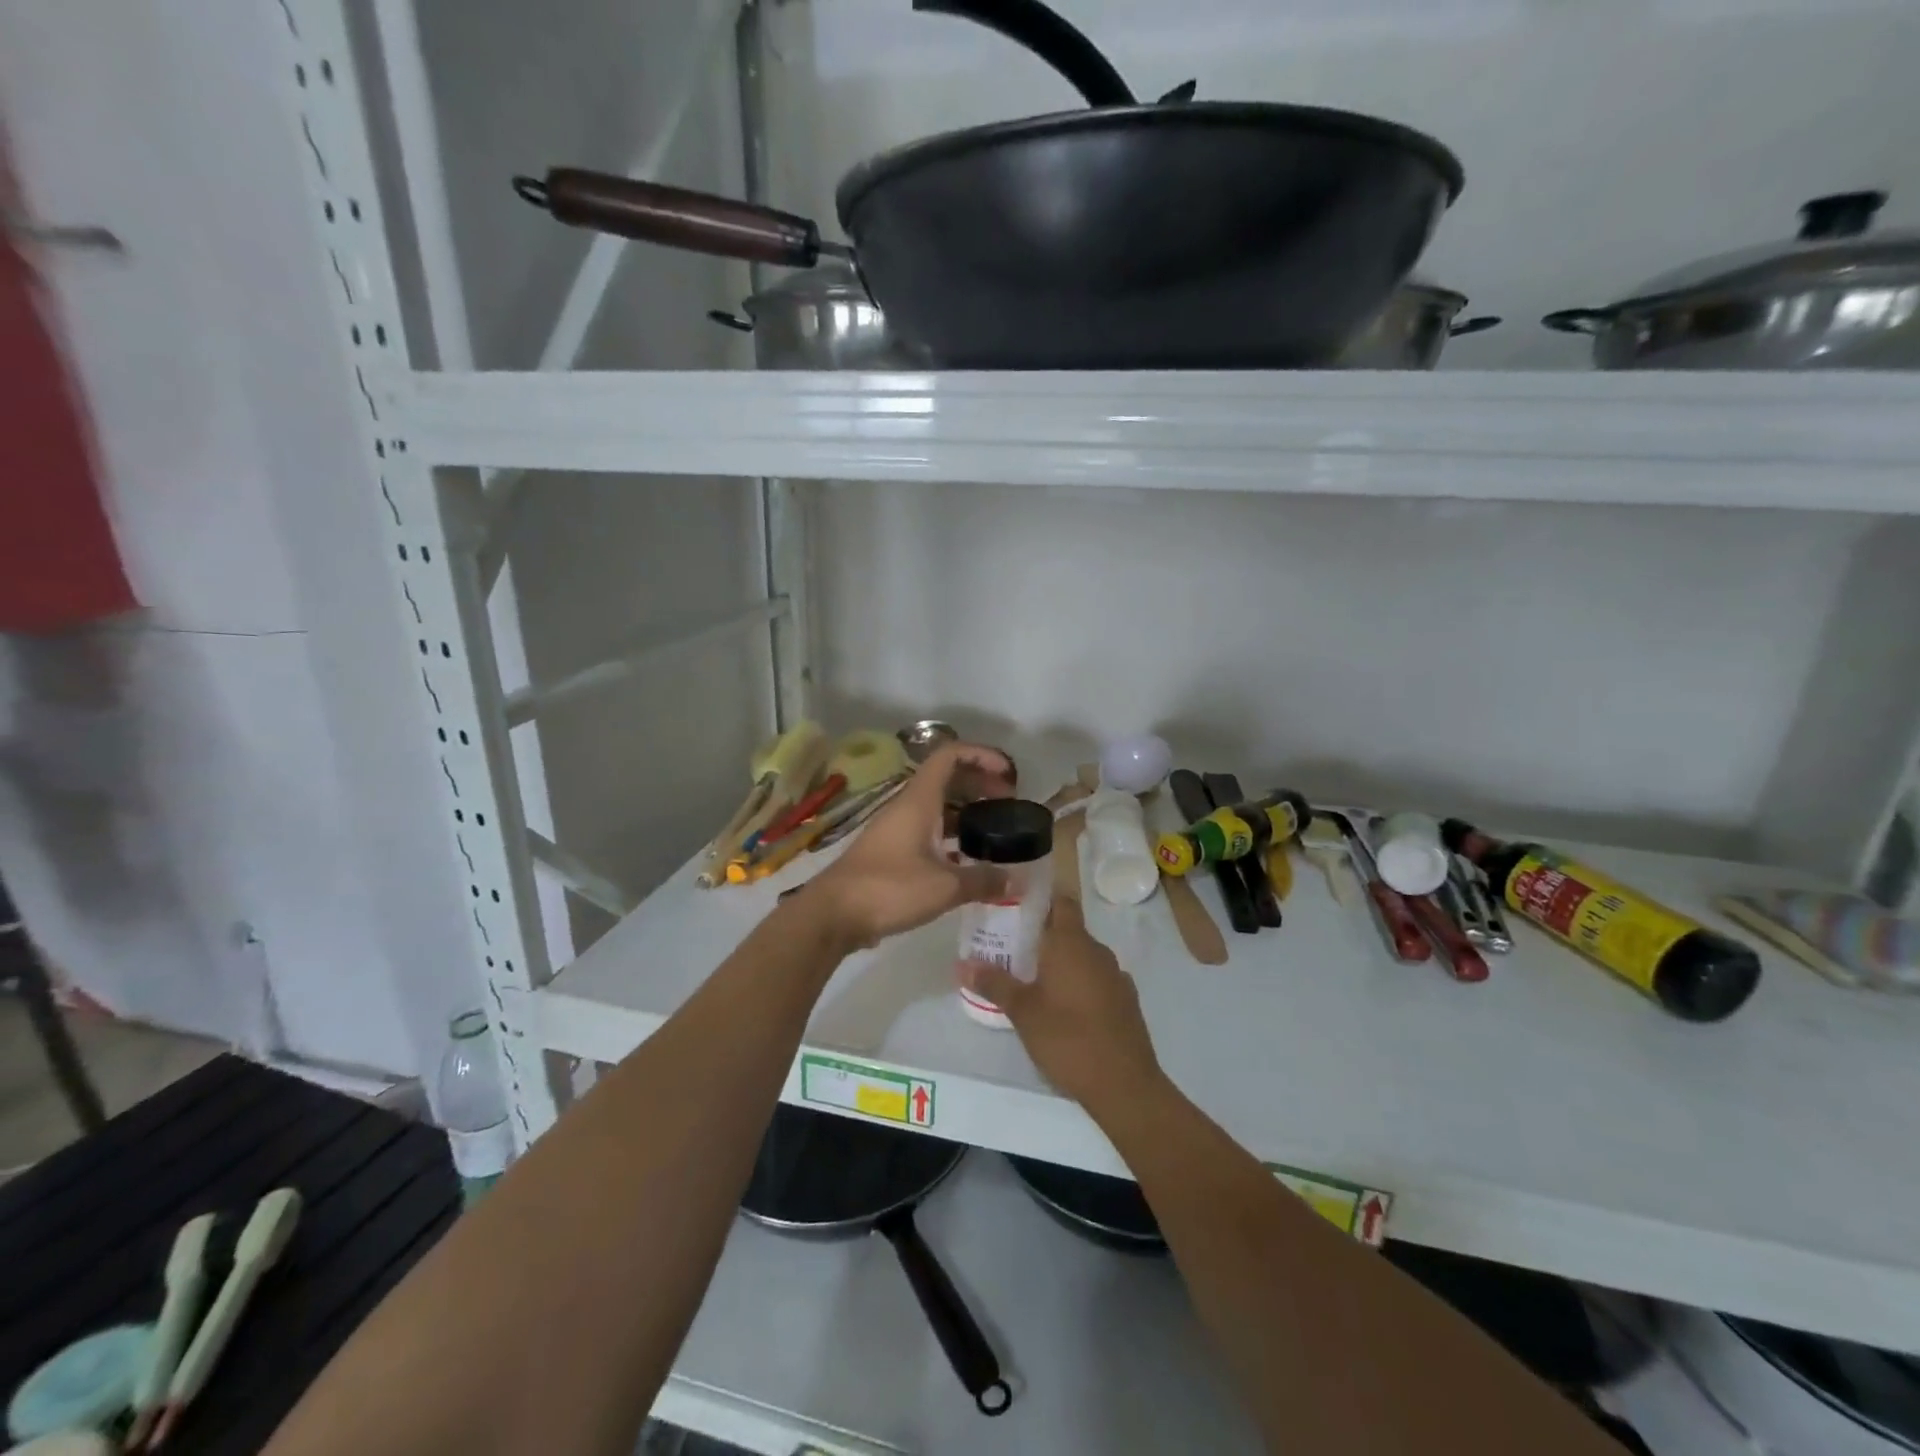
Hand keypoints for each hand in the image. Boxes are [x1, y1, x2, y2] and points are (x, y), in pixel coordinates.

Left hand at [811, 742, 1014, 948]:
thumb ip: (983, 880)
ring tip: (995, 833)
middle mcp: (908, 807)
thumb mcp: (944, 886)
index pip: (950, 756)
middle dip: (980, 785)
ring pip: (938, 808)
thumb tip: (1017, 880)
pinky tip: (968, 862)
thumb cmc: (889, 888)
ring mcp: (897, 829)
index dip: (982, 755)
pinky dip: (951, 838)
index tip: (1008, 774)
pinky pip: (928, 832)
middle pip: (947, 779)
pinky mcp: (891, 852)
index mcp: (919, 800)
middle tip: (1008, 806)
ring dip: (967, 813)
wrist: (833, 914)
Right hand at [960, 896, 1162, 1109]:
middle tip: (1011, 949)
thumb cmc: (1068, 1039)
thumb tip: (961, 963)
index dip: (1040, 900)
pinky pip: (1097, 979)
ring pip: (1083, 956)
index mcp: (1072, 943)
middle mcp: (1097, 951)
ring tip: (1032, 979)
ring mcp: (1116, 975)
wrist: (1125, 1085)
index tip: (1015, 908)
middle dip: (1042, 936)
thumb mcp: (1023, 1012)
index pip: (1061, 901)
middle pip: (1069, 929)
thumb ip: (994, 983)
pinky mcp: (1126, 1000)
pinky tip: (1063, 1007)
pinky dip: (1079, 983)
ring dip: (1061, 962)